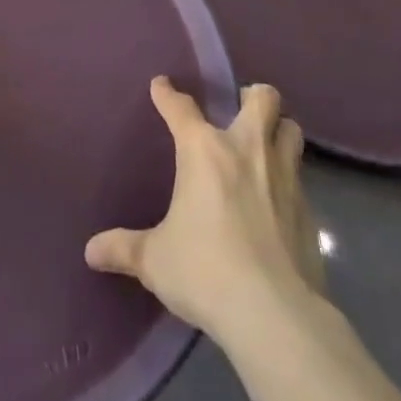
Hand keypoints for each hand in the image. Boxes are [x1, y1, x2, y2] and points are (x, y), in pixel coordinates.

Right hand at [85, 78, 321, 348]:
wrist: (275, 314)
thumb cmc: (206, 271)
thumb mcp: (156, 260)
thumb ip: (124, 249)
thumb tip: (91, 251)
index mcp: (203, 151)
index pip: (180, 108)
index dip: (168, 94)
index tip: (161, 85)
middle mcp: (247, 150)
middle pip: (262, 99)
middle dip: (253, 96)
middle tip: (240, 107)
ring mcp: (284, 177)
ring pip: (292, 130)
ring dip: (279, 130)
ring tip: (265, 144)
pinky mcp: (308, 211)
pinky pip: (301, 178)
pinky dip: (289, 180)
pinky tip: (278, 201)